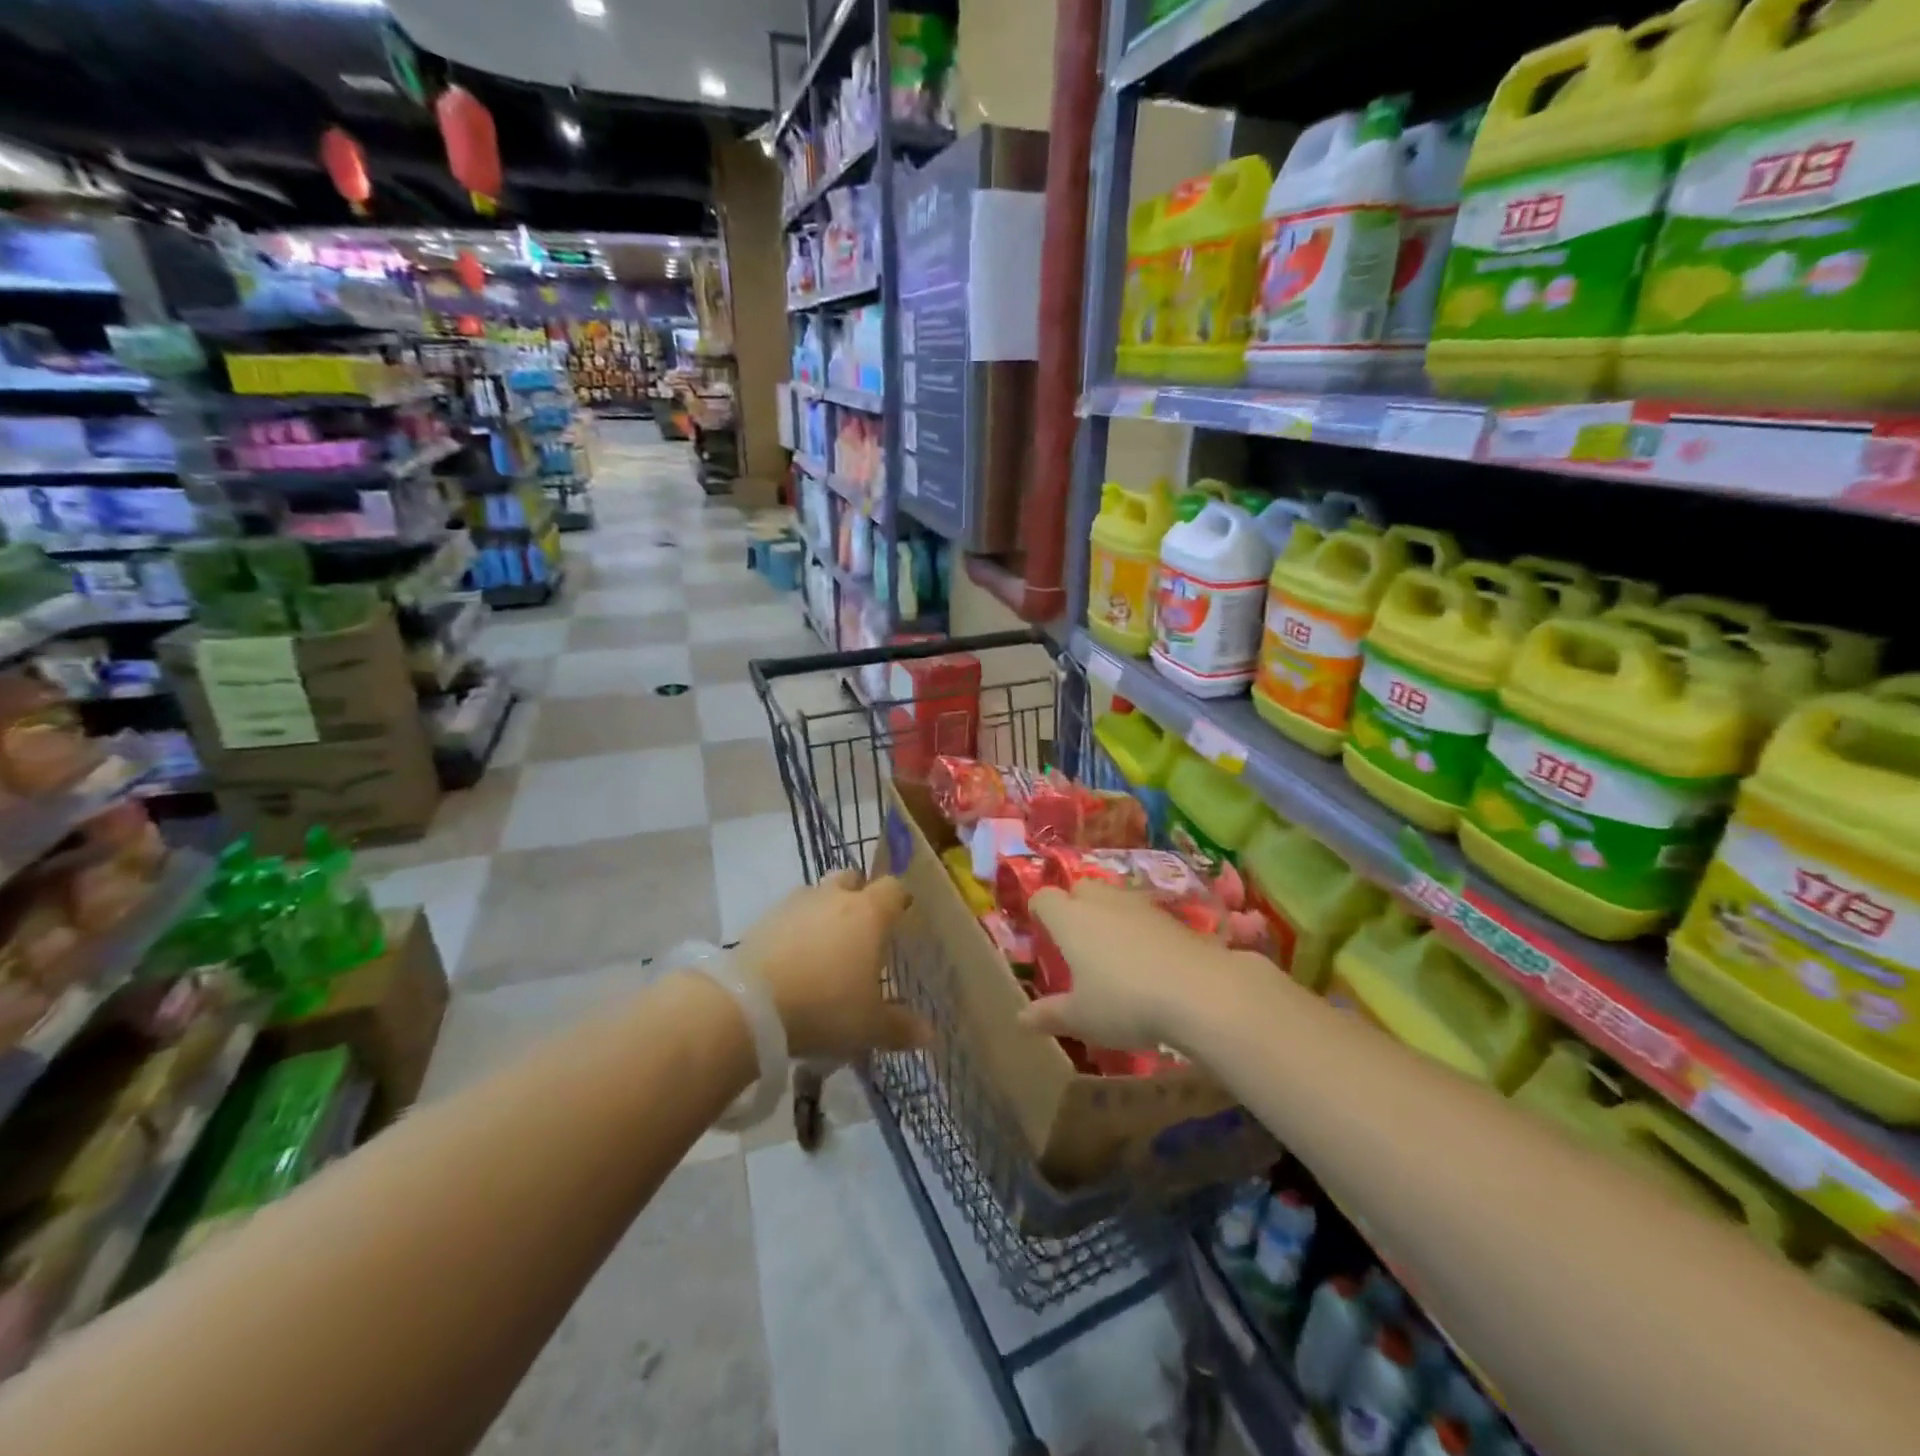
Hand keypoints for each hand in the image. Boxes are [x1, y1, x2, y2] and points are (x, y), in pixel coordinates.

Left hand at [738, 869, 928, 1060]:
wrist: (749, 1005)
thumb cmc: (825, 1007)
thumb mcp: (869, 1026)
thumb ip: (900, 1028)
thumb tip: (929, 1035)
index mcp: (868, 913)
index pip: (893, 888)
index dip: (899, 901)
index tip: (901, 919)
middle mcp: (834, 897)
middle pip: (852, 879)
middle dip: (858, 896)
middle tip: (861, 930)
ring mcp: (795, 903)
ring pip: (817, 893)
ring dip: (824, 911)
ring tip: (824, 947)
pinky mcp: (763, 919)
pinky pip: (788, 914)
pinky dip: (795, 929)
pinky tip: (792, 959)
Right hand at [1020, 880, 1255, 1048]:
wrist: (1200, 991)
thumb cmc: (1125, 1002)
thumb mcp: (1082, 1018)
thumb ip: (1051, 1014)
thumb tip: (1021, 1018)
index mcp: (1070, 919)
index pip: (1044, 898)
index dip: (1039, 911)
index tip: (1041, 931)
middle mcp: (1101, 902)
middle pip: (1080, 888)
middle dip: (1074, 905)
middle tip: (1076, 939)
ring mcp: (1139, 905)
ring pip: (1114, 897)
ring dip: (1108, 914)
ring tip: (1112, 949)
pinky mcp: (1172, 916)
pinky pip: (1144, 913)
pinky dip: (1139, 928)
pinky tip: (1147, 958)